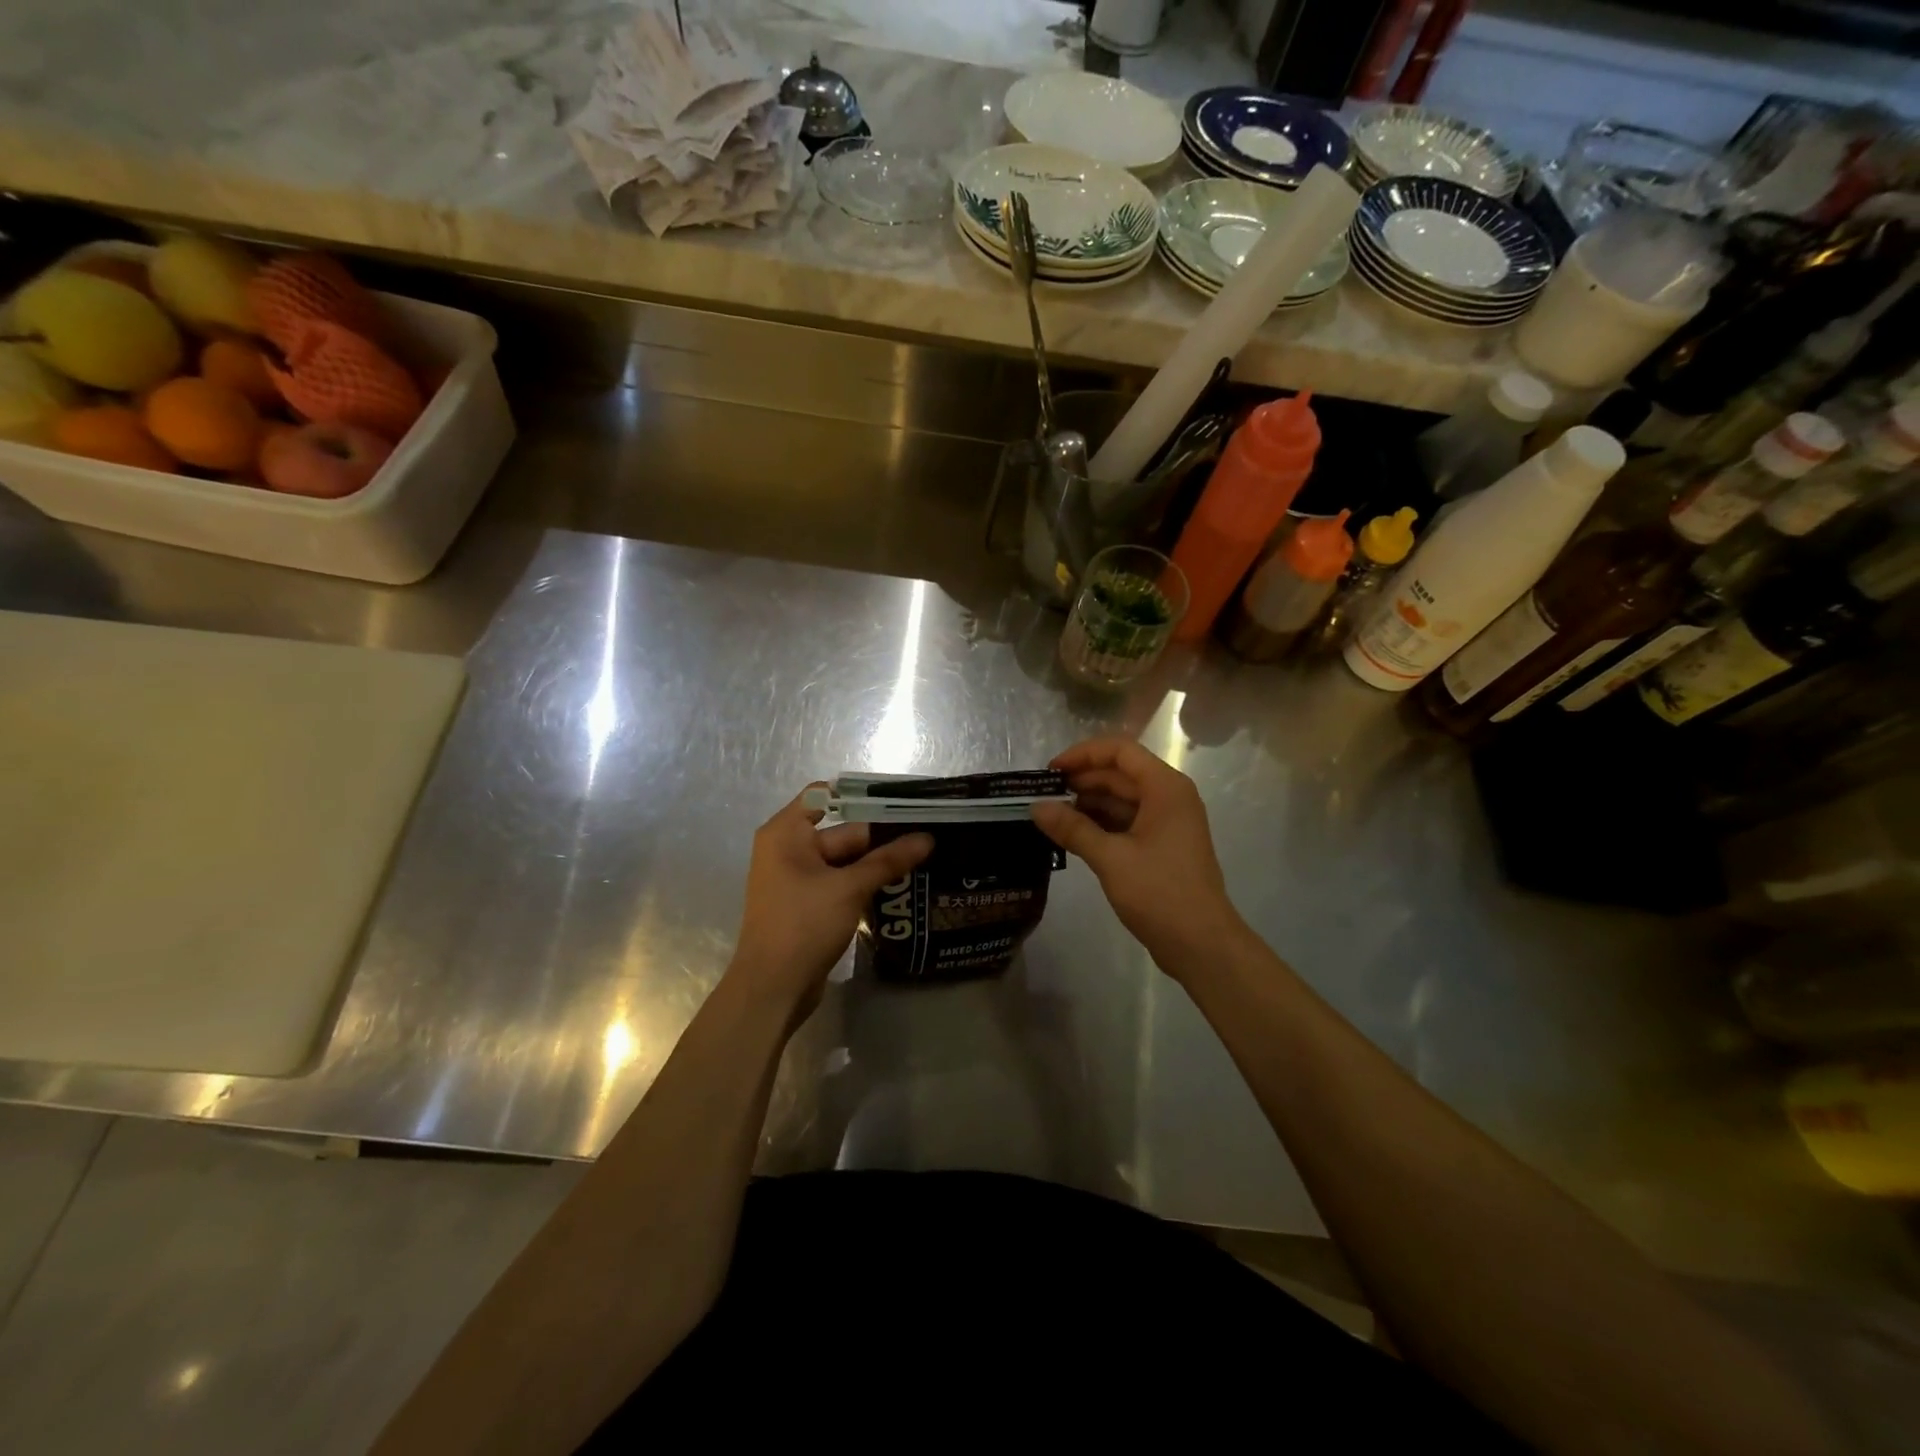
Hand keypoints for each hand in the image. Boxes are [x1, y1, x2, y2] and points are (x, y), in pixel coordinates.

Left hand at [729, 786, 933, 1021]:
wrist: (773, 989)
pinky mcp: (808, 904)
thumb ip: (888, 860)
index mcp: (786, 833)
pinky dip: (864, 881)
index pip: (825, 795)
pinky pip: (840, 882)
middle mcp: (788, 849)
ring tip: (924, 855)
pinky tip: (900, 883)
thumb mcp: (850, 888)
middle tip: (927, 832)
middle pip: (841, 829)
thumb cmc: (803, 925)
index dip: (862, 796)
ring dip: (877, 861)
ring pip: (844, 859)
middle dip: (881, 834)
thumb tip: (928, 838)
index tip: (902, 801)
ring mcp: (797, 878)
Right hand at [1030, 737, 1244, 976]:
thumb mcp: (1111, 858)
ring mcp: (1166, 822)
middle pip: (1119, 774)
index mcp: (1165, 788)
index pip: (1120, 751)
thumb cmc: (1160, 893)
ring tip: (1050, 816)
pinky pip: (1125, 822)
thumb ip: (1072, 828)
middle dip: (1081, 781)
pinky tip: (1070, 835)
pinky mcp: (1160, 846)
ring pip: (1121, 800)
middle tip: (1042, 797)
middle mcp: (1169, 797)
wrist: (1201, 944)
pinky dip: (1099, 824)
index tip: (1050, 772)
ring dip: (1087, 804)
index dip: (1083, 754)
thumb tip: (1036, 807)